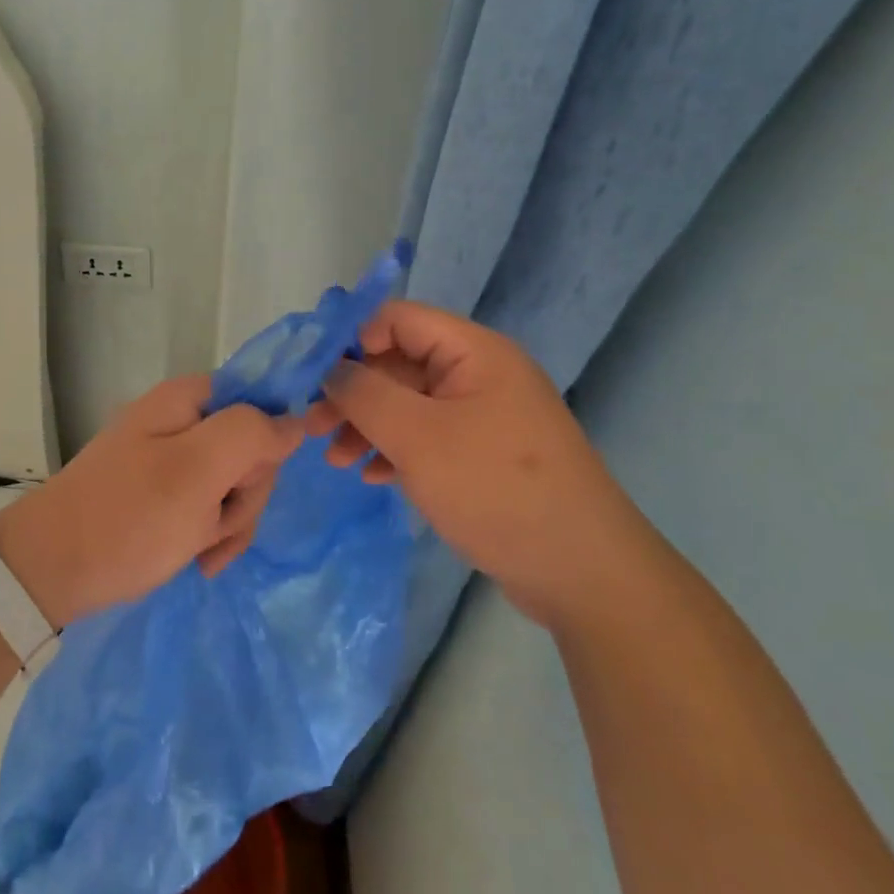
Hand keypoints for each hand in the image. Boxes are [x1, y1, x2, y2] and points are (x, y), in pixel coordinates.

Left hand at [0, 378, 303, 628]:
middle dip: (245, 495)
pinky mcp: (162, 492)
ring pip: (235, 483)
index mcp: (188, 398)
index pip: (262, 403)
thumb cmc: (128, 518)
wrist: (51, 571)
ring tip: (199, 549)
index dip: (266, 447)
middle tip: (215, 525)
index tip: (245, 483)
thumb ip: (252, 434)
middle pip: (250, 448)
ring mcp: (169, 457)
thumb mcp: (198, 471)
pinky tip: (197, 558)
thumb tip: (295, 420)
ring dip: (229, 522)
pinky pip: (209, 506)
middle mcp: (181, 419)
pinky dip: (210, 535)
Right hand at [307, 300, 652, 628]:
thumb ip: (364, 394)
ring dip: (368, 425)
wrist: (582, 573)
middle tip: (312, 428)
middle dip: (353, 393)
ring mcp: (485, 417)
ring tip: (335, 459)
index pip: (399, 319)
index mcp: (474, 352)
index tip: (316, 379)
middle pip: (400, 363)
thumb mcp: (417, 436)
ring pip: (410, 404)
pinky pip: (429, 438)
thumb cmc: (495, 489)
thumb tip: (332, 370)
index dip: (352, 340)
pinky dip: (396, 451)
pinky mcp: (485, 455)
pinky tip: (373, 477)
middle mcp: (480, 374)